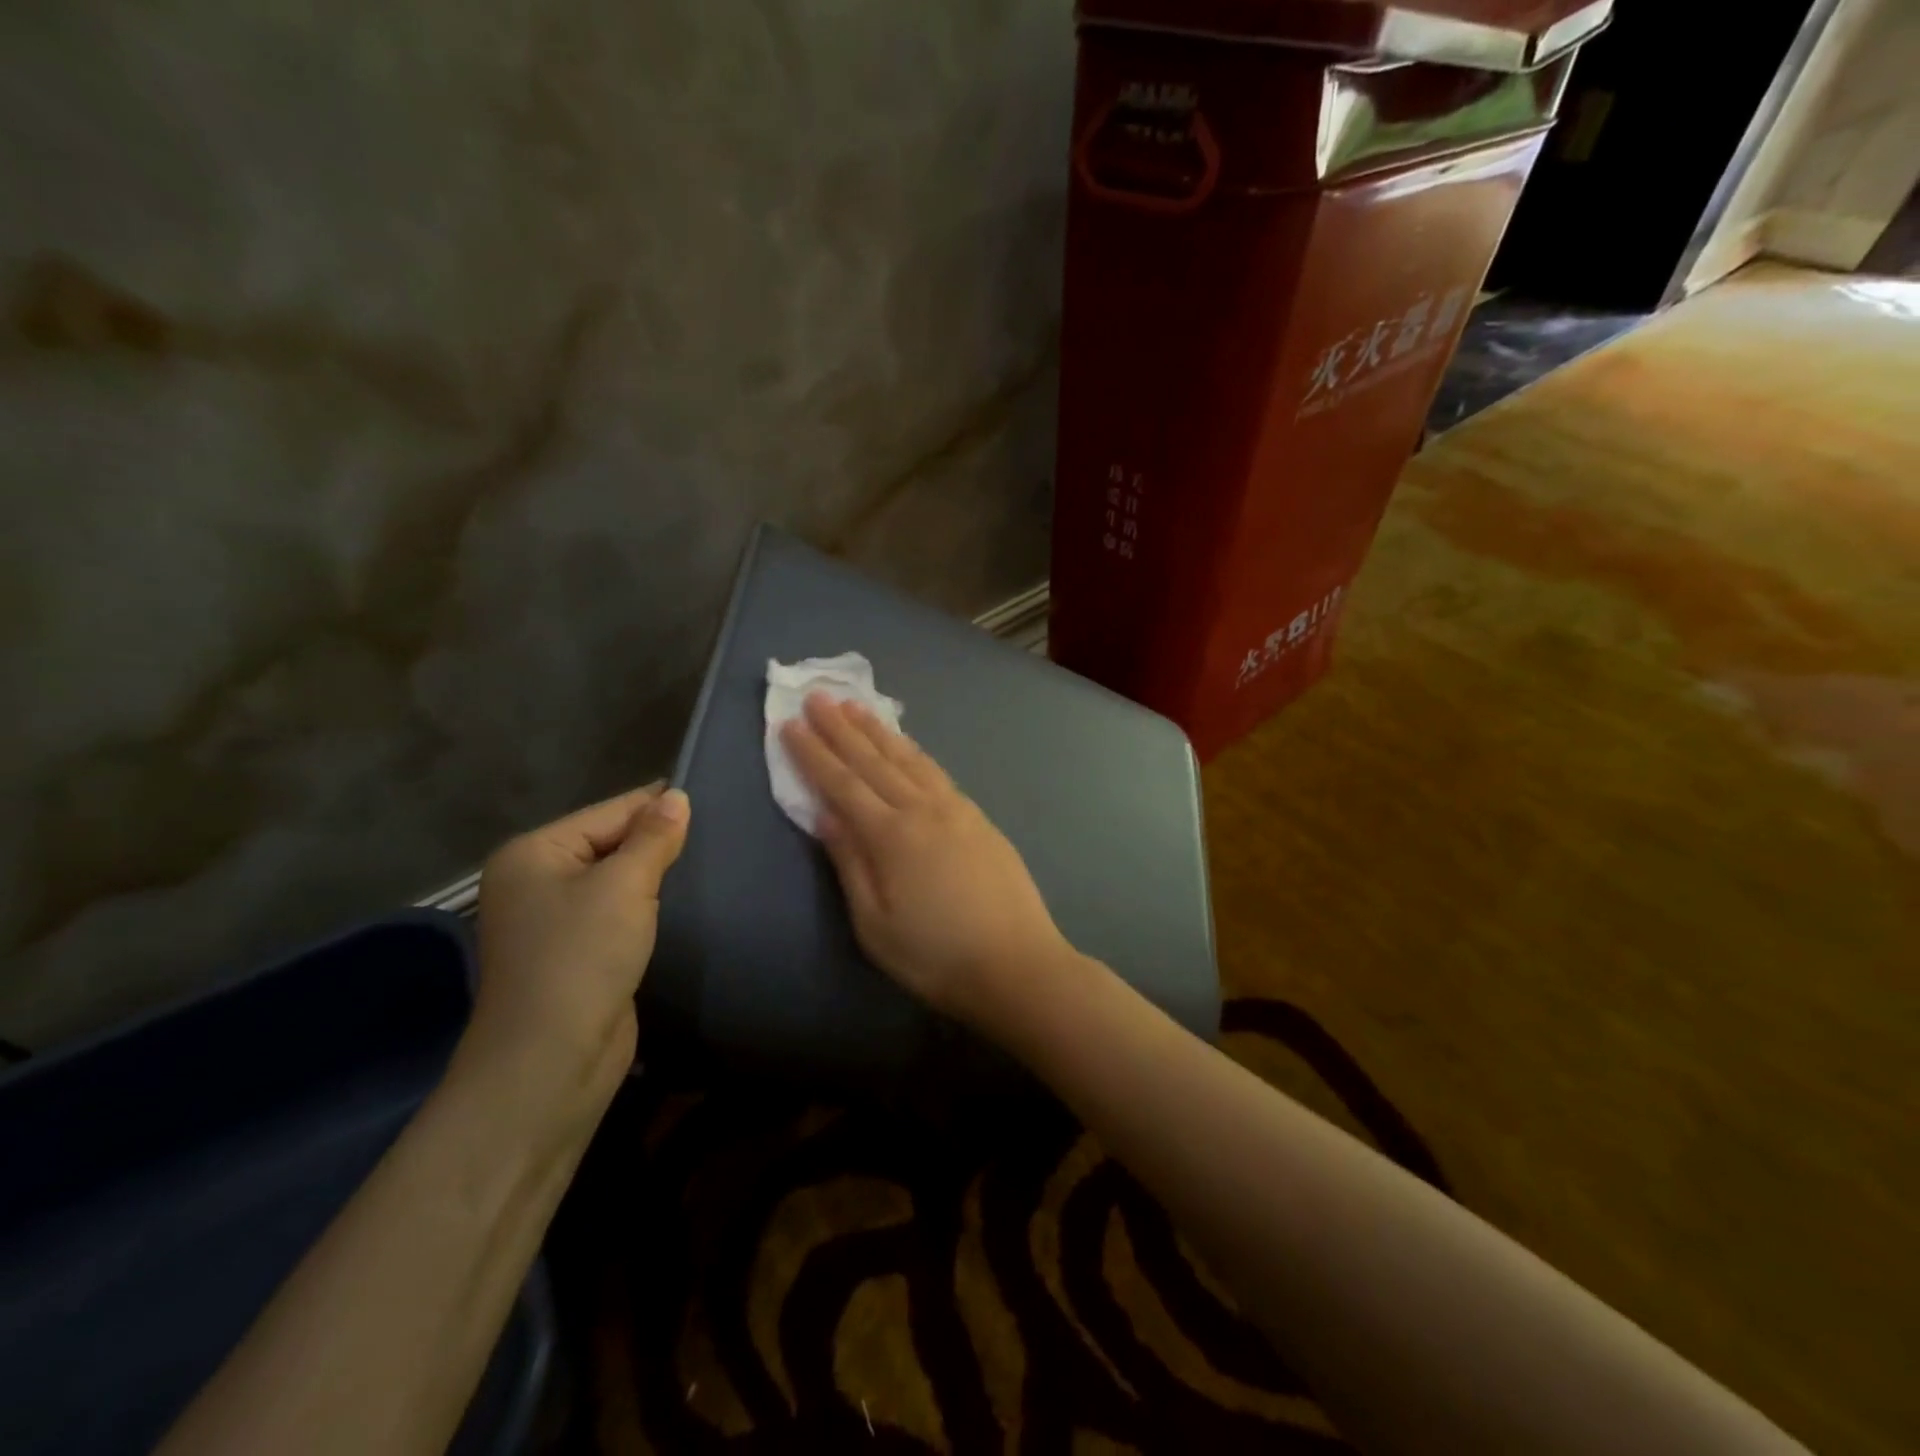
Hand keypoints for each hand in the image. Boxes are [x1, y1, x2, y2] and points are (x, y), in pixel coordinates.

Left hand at [470, 783, 689, 1107]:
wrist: (552, 1060)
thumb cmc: (582, 957)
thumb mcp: (624, 886)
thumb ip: (654, 837)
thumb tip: (676, 796)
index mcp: (533, 853)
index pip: (609, 812)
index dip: (658, 806)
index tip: (710, 796)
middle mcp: (536, 880)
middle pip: (611, 843)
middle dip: (658, 842)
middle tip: (717, 832)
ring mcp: (552, 920)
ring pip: (616, 880)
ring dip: (655, 876)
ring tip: (707, 862)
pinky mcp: (575, 952)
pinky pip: (616, 912)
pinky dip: (646, 906)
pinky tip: (681, 901)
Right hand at [780, 694, 1074, 1029]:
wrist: (1017, 964)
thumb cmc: (936, 956)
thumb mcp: (875, 924)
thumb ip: (850, 864)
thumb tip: (825, 815)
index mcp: (891, 836)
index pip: (842, 784)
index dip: (813, 753)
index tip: (790, 724)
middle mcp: (923, 809)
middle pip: (874, 760)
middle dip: (841, 728)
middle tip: (818, 696)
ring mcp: (957, 809)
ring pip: (909, 759)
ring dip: (879, 731)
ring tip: (857, 707)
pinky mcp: (980, 818)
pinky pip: (936, 772)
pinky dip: (914, 752)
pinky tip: (907, 746)